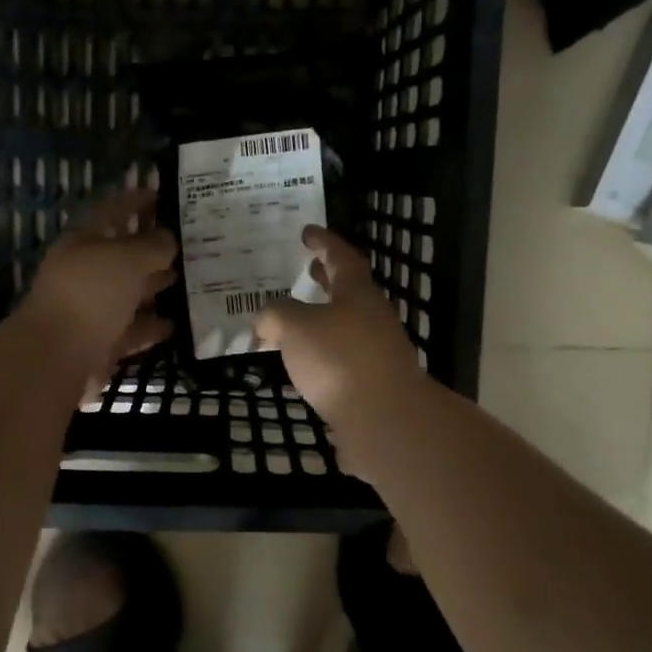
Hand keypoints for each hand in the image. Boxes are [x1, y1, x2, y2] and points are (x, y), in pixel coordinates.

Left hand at [18, 187, 176, 391]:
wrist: (58, 357)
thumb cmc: (91, 294)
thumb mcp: (127, 259)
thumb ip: (152, 245)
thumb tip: (169, 239)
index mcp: (82, 242)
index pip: (111, 212)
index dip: (134, 201)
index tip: (161, 194)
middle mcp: (85, 273)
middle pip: (122, 255)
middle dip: (152, 247)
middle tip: (189, 241)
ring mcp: (92, 309)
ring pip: (129, 293)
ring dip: (156, 286)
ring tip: (190, 279)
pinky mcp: (101, 342)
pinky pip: (132, 329)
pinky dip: (151, 326)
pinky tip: (175, 323)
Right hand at [256, 225, 429, 432]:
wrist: (385, 419)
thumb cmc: (339, 360)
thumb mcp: (295, 327)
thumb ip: (276, 316)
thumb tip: (267, 321)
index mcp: (357, 293)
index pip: (341, 257)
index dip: (323, 242)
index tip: (307, 232)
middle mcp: (373, 317)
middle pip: (350, 289)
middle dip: (328, 278)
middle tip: (310, 269)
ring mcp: (378, 351)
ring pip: (348, 323)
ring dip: (325, 316)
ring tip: (299, 321)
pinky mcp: (375, 382)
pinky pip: (345, 355)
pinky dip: (325, 350)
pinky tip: (308, 364)